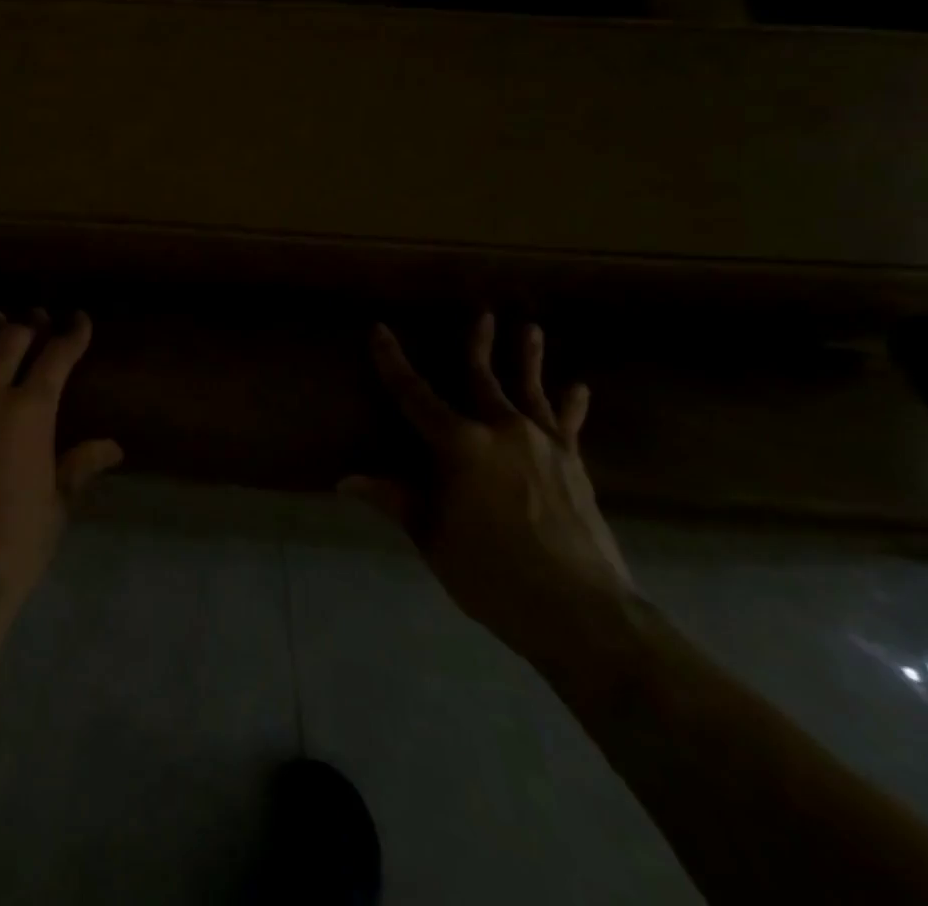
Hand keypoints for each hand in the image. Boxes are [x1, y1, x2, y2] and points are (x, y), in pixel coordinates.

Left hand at [0, 310, 121, 626]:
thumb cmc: (14, 547)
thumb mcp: (56, 505)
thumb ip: (79, 465)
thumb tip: (113, 447)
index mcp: (30, 412)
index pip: (57, 356)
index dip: (72, 333)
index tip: (78, 320)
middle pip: (10, 339)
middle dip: (27, 327)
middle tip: (33, 324)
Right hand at [343, 313, 634, 665]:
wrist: (581, 611)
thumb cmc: (492, 573)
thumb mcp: (433, 537)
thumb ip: (395, 500)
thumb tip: (346, 480)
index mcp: (460, 445)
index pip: (415, 395)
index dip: (393, 362)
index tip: (380, 331)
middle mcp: (502, 431)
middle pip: (482, 378)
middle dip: (478, 345)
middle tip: (482, 314)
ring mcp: (543, 445)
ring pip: (530, 390)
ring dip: (528, 359)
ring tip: (530, 329)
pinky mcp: (574, 464)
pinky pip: (569, 425)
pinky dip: (571, 404)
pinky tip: (579, 388)